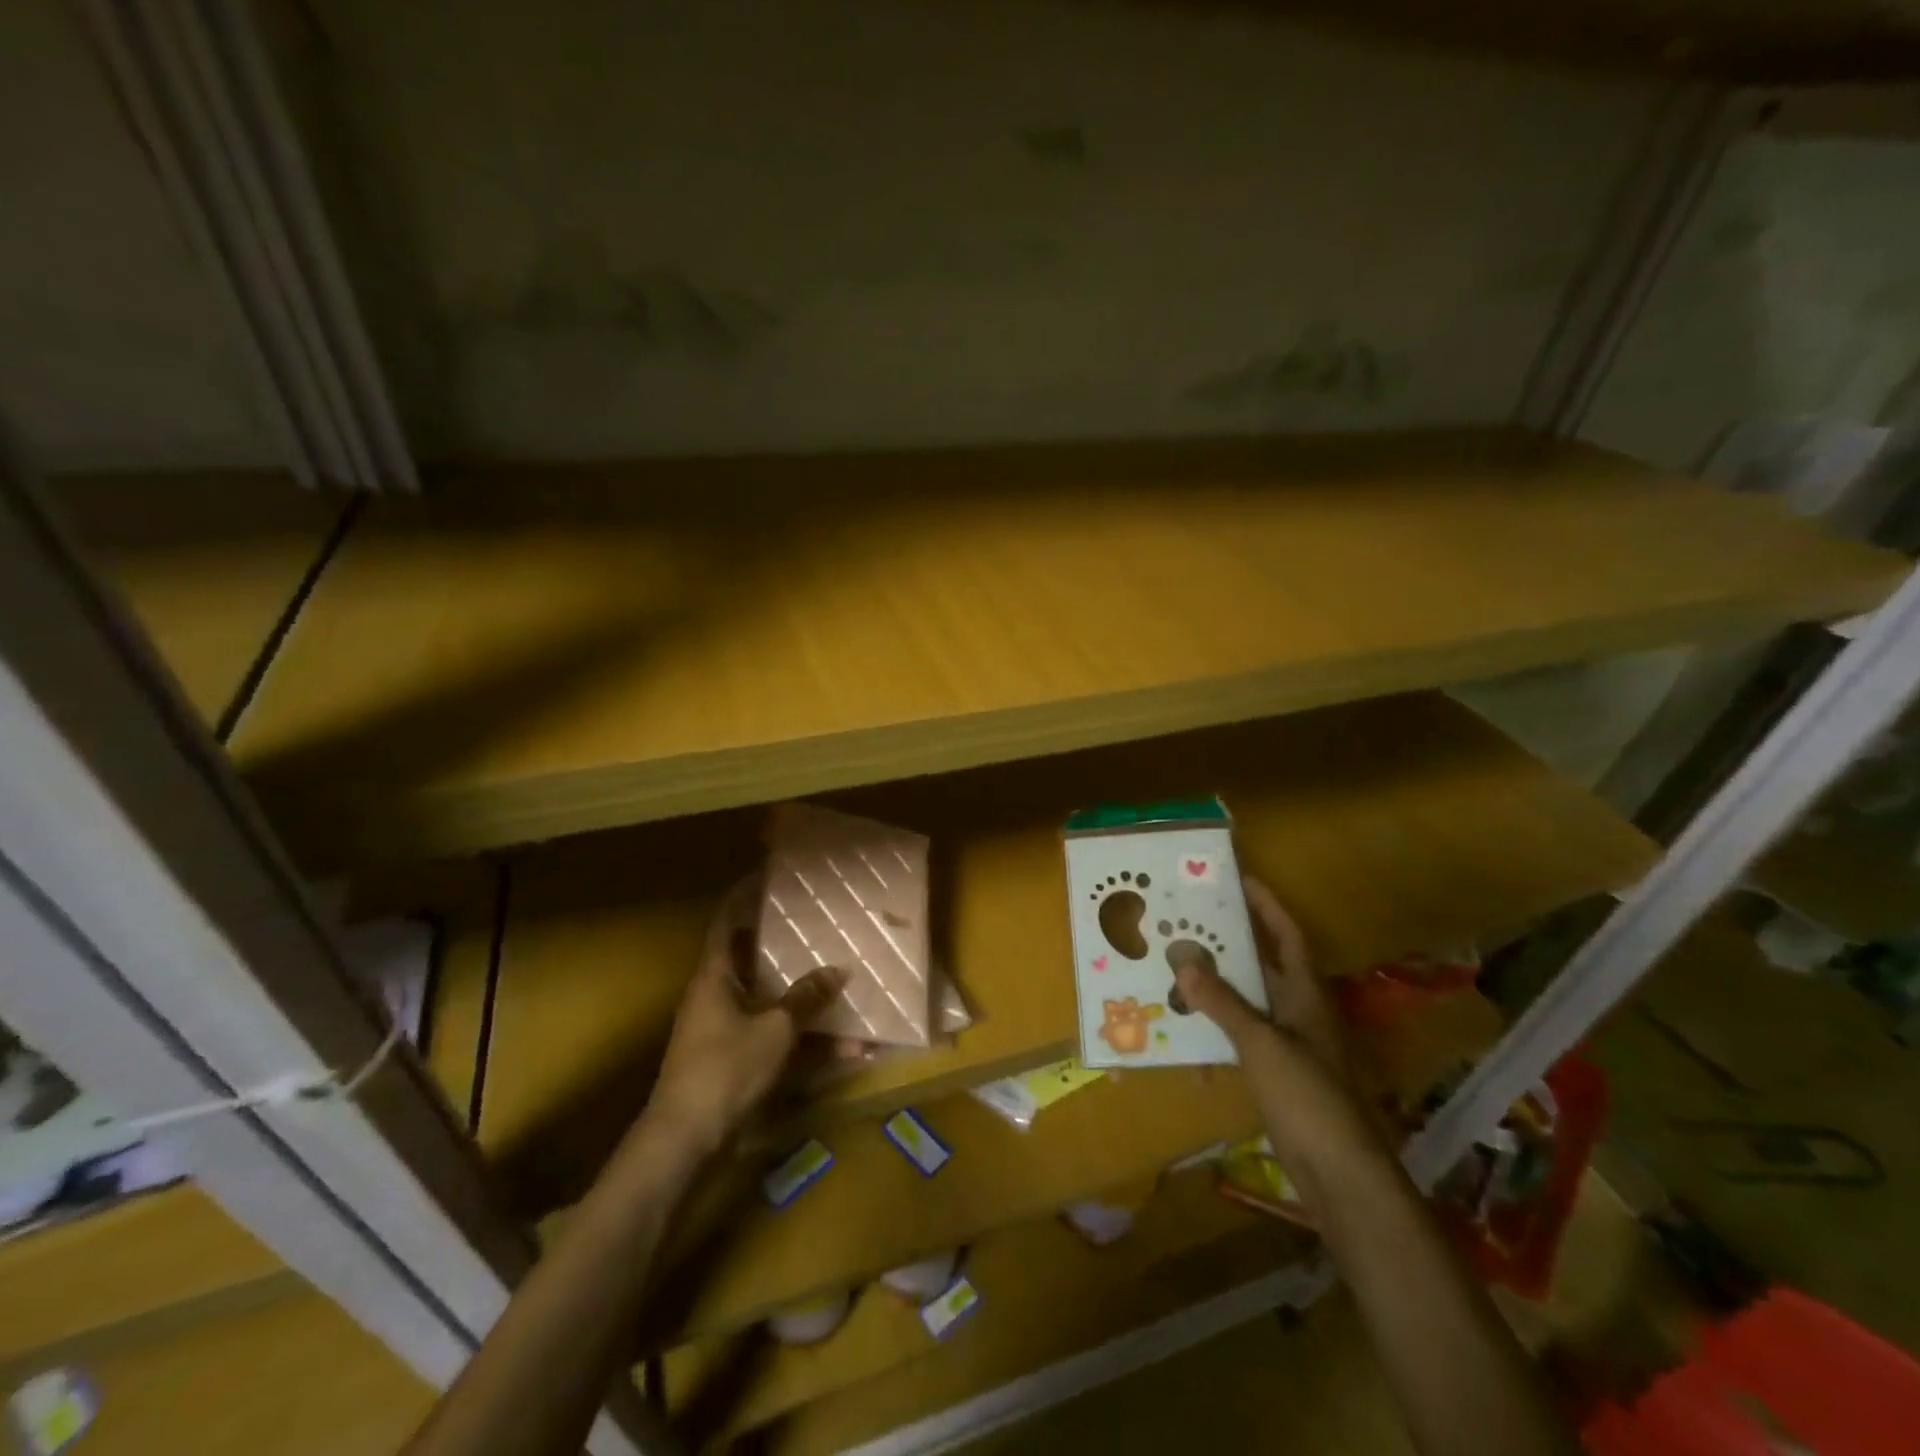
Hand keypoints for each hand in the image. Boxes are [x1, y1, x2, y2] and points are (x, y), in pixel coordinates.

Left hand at [647, 898, 840, 1160]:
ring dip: (800, 996)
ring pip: (766, 999)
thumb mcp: (774, 1030)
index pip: (728, 922)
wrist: (684, 1140)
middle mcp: (715, 995)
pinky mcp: (732, 1059)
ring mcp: (722, 1028)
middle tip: (817, 927)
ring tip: (837, 982)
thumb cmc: (725, 1070)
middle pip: (751, 958)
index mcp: (715, 975)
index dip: (745, 896)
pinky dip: (799, 1035)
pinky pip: (771, 1033)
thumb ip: (805, 999)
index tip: (770, 876)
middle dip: (784, 945)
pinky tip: (838, 1047)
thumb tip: (837, 970)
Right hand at [1172, 877, 1376, 1167]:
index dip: (1268, 905)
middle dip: (1231, 940)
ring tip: (1177, 962)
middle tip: (1190, 918)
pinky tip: (1184, 1024)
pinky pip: (1240, 1034)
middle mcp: (1300, 1011)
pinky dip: (1216, 1024)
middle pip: (1264, 963)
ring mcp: (1289, 1043)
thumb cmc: (1308, 1097)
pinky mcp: (1276, 1072)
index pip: (1288, 935)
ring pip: (1249, 999)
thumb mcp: (1261, 1043)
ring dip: (1218, 982)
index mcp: (1307, 994)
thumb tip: (1183, 960)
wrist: (1340, 1174)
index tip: (1239, 879)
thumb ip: (1222, 1002)